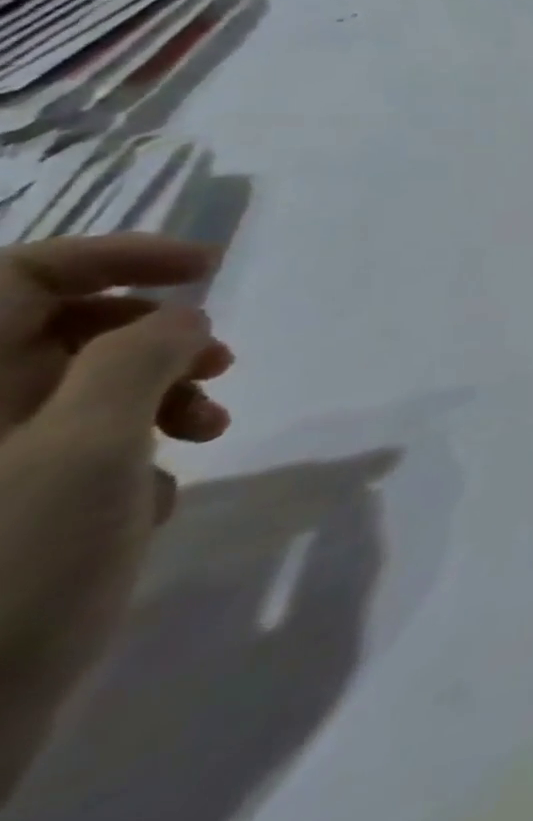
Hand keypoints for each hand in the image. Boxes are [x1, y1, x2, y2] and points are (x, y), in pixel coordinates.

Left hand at [0, 235, 230, 798]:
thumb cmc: (4, 565)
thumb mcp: (90, 449)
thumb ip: (141, 360)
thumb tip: (182, 318)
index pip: (23, 274)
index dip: (118, 255)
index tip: (209, 268)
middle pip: (61, 330)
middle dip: (158, 339)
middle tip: (222, 366)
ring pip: (77, 389)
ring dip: (160, 397)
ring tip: (210, 433)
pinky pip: (72, 447)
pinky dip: (129, 453)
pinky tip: (156, 496)